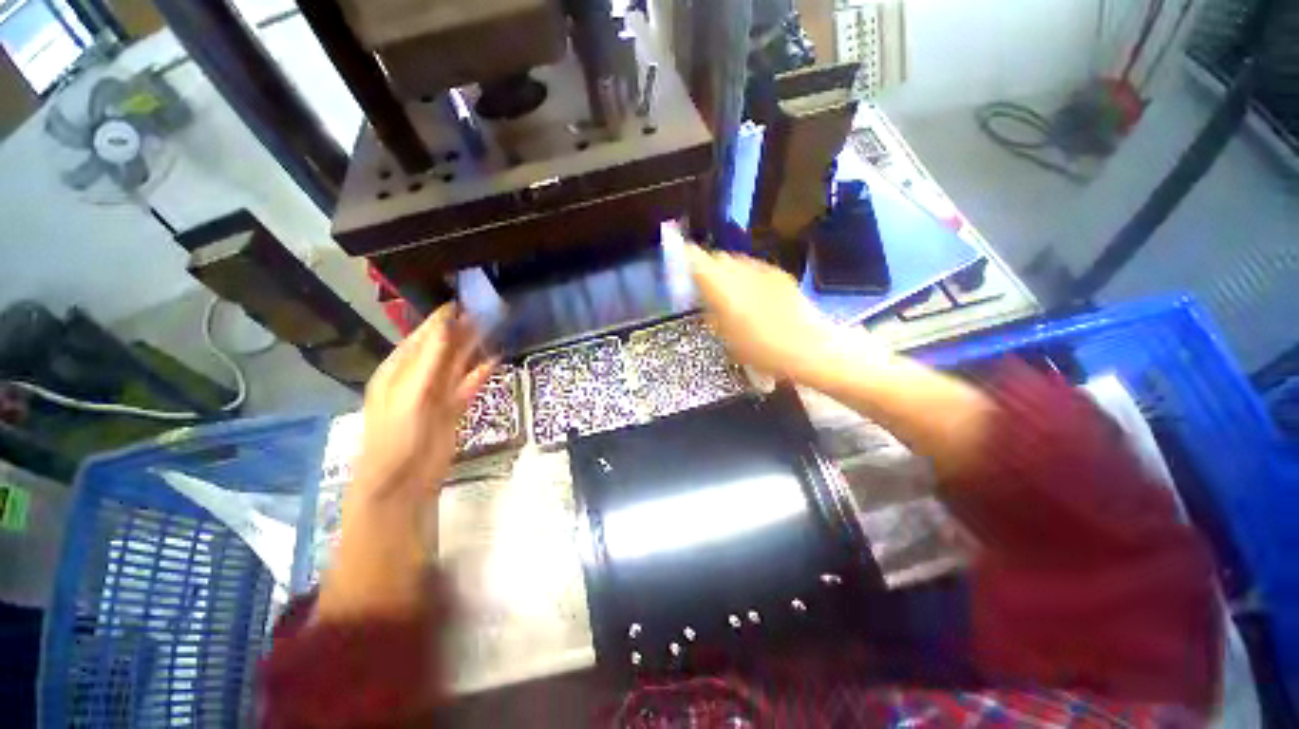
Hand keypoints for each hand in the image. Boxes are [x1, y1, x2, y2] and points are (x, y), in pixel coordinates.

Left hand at [352, 303, 492, 505]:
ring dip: (474, 349)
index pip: (422, 337)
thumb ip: (430, 359)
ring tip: (494, 330)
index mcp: (398, 370)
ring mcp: (437, 393)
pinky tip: (494, 360)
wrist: (404, 480)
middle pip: (443, 348)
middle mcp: (417, 377)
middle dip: (462, 331)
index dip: (440, 319)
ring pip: (458, 365)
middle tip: (486, 312)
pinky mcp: (453, 408)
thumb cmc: (398, 434)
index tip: (461, 301)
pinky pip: (468, 384)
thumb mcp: (411, 392)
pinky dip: (480, 373)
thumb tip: (445, 324)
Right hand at [685, 245, 838, 379]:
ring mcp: (763, 271)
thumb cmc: (763, 350)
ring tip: (730, 291)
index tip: (682, 264)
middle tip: (706, 286)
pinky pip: (755, 267)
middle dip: (709, 267)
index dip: (687, 259)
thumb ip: (713, 315)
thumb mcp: (728, 339)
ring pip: (737, 261)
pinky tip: (753, 294)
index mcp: (723, 289)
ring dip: (728, 270)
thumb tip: (706, 302)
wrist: (809, 348)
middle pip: (718, 258)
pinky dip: (747, 275)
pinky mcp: (780, 275)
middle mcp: (741, 273)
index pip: (698, 261)